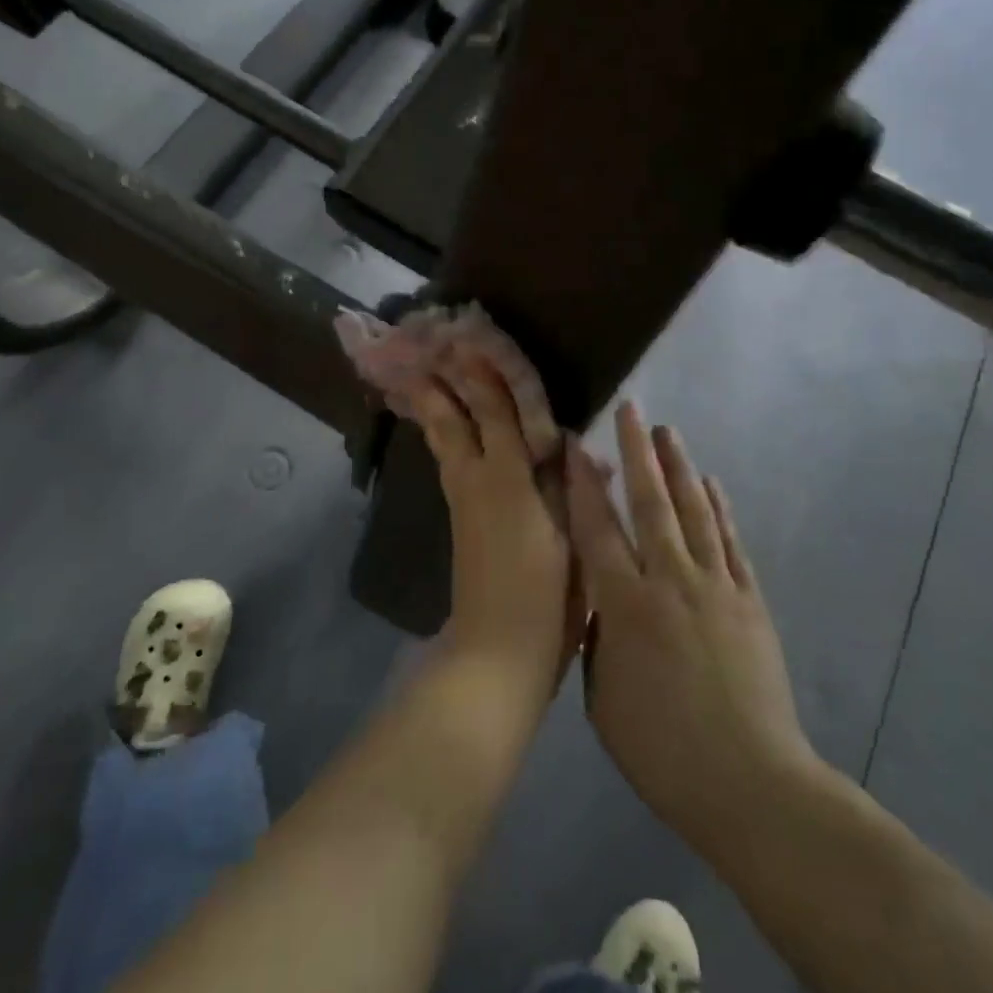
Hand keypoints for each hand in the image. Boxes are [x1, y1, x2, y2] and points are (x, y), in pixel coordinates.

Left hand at [405, 347, 581, 688]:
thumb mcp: (572, 538)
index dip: (486, 377)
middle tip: (425, 350)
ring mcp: (462, 500)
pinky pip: (448, 461)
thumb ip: (568, 486)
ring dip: (433, 407)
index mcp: (508, 479)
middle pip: (454, 421)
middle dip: (441, 384)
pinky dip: (442, 436)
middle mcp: (477, 480)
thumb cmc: (548, 596)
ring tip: (420, 379)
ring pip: (443, 441)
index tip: (471, 342)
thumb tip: (570, 445)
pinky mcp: (459, 519)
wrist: (498, 651)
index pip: (497, 414)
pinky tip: (443, 432)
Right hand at [567, 403, 813, 856]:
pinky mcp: (749, 600)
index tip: (577, 443)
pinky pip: (730, 541)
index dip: (584, 482)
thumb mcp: (603, 697)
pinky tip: (710, 484)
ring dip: (679, 466)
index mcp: (625, 604)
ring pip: (694, 510)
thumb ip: (597, 639)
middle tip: (632, 409)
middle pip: (650, 501)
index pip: (597, 528)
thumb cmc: (661, 749)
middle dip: (637, 451)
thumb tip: (600, 602)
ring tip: (668, 431)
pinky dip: (719, 508)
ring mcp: (715, 585)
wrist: (749, 783)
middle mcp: (669, 579)